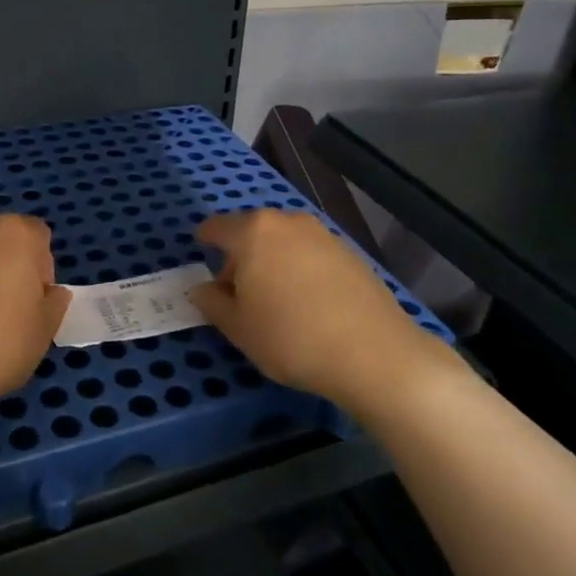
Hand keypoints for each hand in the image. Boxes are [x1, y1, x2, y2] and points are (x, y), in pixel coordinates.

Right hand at [188, 209, 444, 412]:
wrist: (374, 353)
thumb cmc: (291, 338)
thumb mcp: (239, 328)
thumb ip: (213, 303)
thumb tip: (201, 290)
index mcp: (253, 232)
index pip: (217, 227)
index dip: (205, 239)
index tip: (201, 252)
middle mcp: (287, 222)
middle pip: (252, 232)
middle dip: (241, 257)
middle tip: (238, 293)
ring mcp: (323, 235)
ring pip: (284, 243)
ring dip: (273, 263)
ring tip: (275, 302)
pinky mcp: (350, 254)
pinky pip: (311, 256)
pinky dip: (301, 271)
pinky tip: (308, 305)